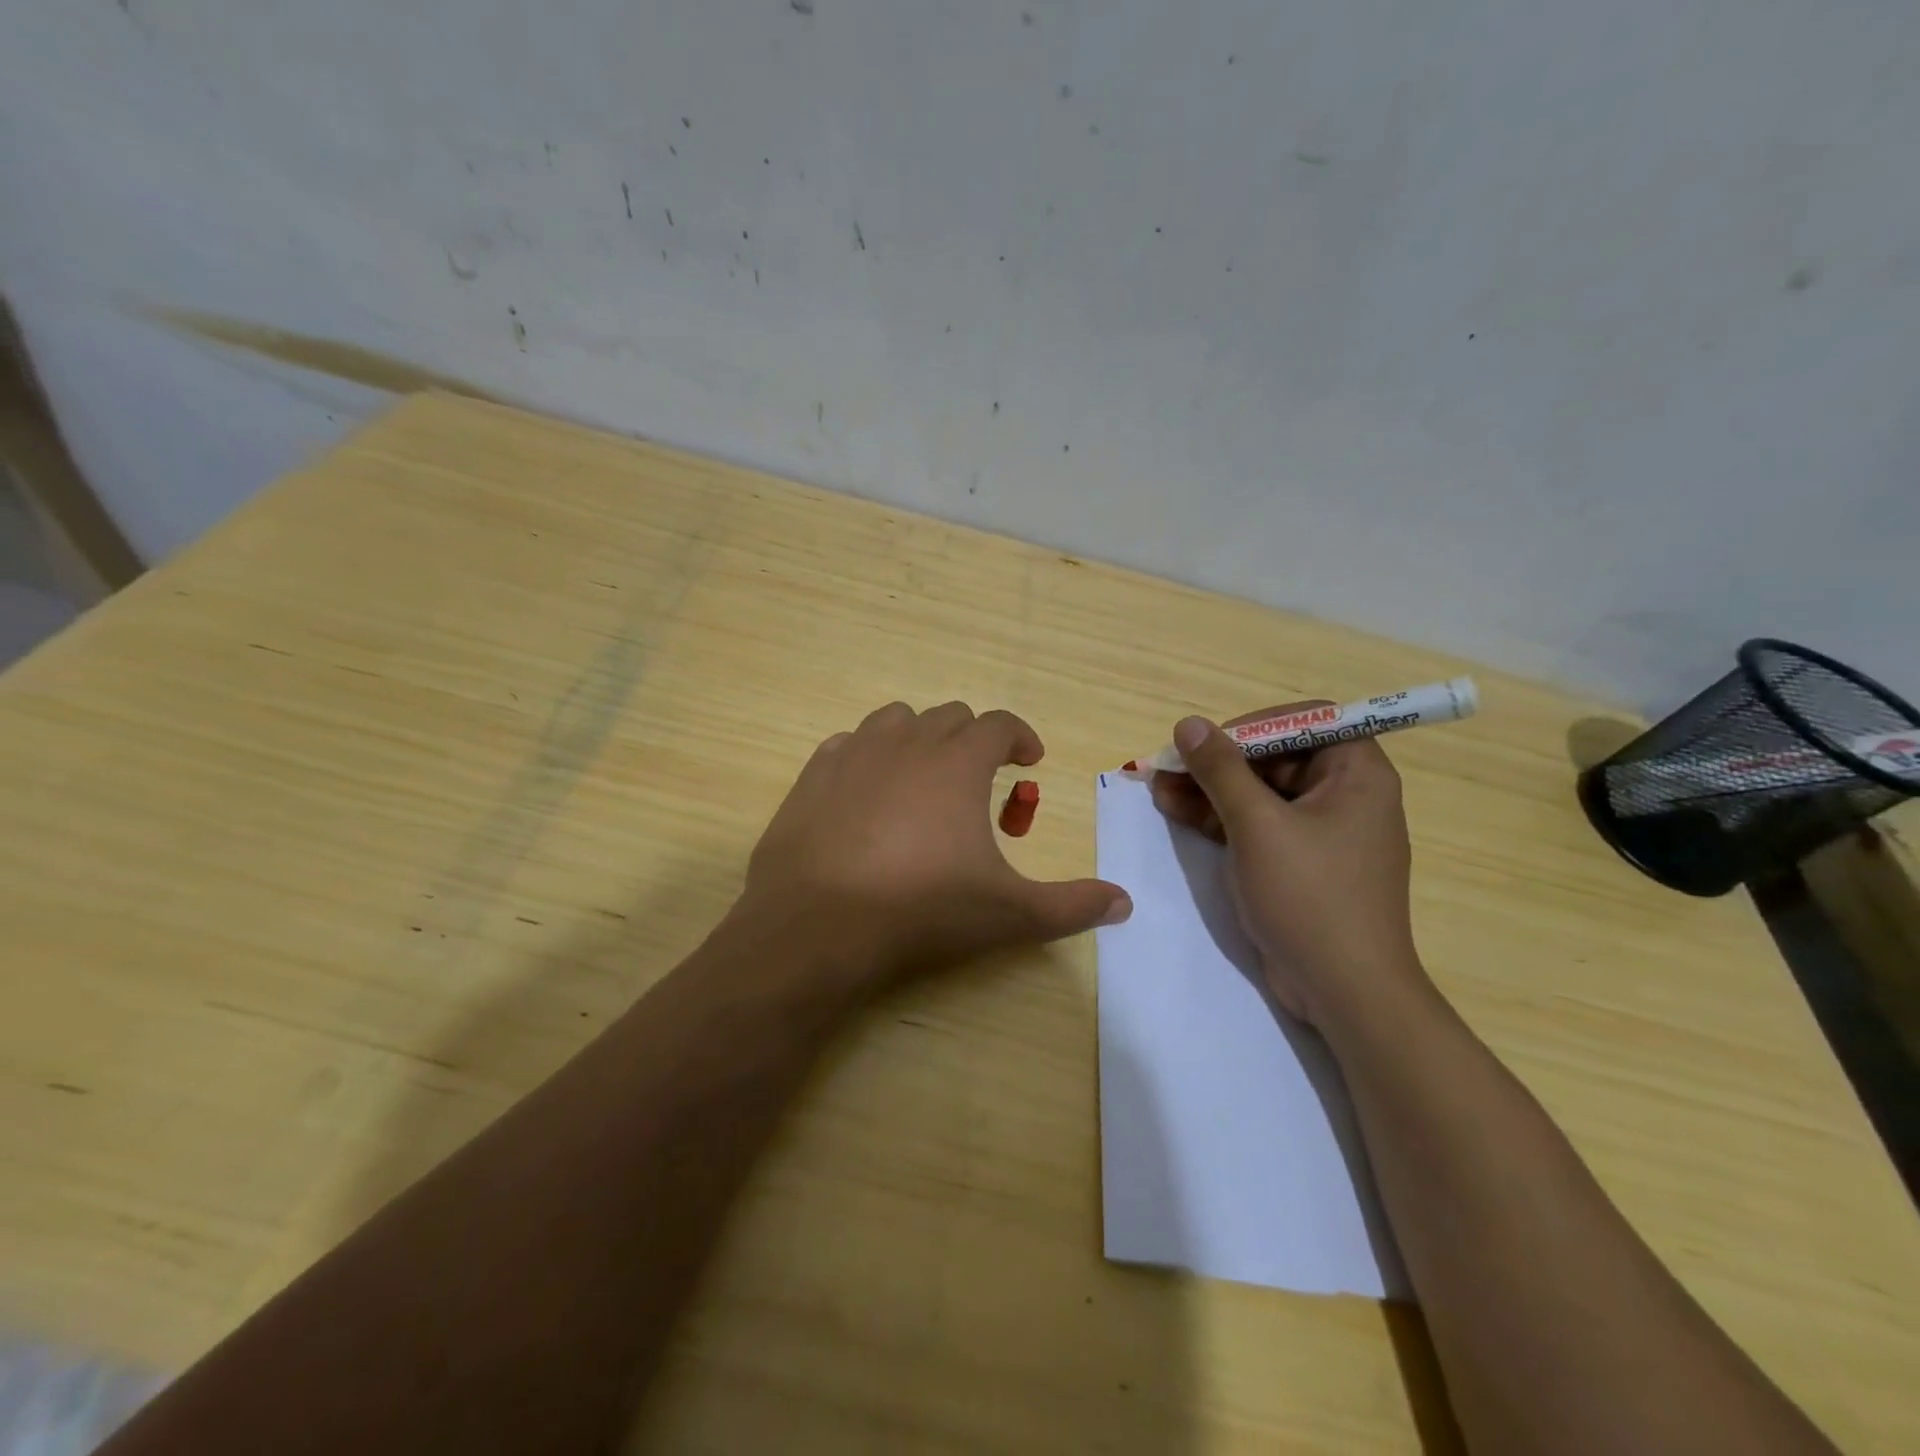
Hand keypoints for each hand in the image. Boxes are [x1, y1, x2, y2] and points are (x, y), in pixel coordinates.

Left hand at [737, 701, 1131, 989]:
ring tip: (925, 777)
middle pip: (950, 717)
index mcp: (958, 762)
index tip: (1030, 758)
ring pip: (896, 720)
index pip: (999, 724)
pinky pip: (848, 744)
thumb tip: (1125, 904)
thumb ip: (1071, 906)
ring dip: (920, 738)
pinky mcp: (813, 774)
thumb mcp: (1009, 913)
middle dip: (973, 739)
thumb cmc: (922, 908)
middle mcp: (908, 742)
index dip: (1020, 736)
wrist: (817, 924)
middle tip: (980, 781)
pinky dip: (868, 756)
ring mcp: (855, 753)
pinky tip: (868, 792)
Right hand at [1149, 705, 1428, 1026]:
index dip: (1257, 724)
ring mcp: (1320, 832)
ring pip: (1259, 792)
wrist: (1344, 990)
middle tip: (1170, 765)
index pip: (1308, 720)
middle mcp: (1344, 795)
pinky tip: (1175, 809)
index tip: (1212, 740)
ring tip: (1158, 785)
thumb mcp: (1258, 825)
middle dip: (1219, 760)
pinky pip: (1257, 824)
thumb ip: (1221, 770)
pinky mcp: (1298, 863)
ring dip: (1209, 788)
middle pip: (1276, 756)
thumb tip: (1189, 724)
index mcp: (1357, 774)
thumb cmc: (1310, 896)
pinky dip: (1219, 817)